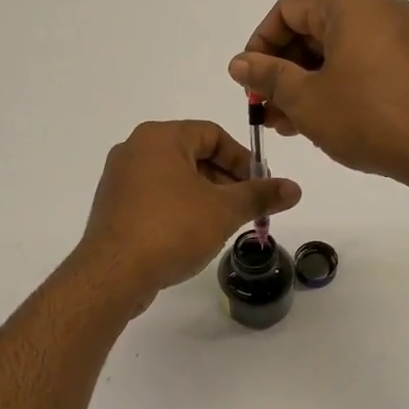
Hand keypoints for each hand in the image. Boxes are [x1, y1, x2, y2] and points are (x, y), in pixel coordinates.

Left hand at [77, 121, 301, 312]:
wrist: (114, 273)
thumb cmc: (172, 229)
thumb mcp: (224, 211)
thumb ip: (260, 195)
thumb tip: (295, 188)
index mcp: (160, 137)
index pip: (212, 135)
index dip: (242, 159)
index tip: (260, 186)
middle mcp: (135, 149)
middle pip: (192, 155)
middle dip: (225, 180)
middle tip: (246, 208)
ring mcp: (119, 179)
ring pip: (174, 178)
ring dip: (204, 196)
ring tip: (223, 224)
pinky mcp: (113, 207)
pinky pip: (154, 198)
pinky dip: (179, 209)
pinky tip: (192, 235)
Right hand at [228, 0, 408, 184]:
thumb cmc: (368, 119)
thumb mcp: (306, 100)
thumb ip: (268, 76)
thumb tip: (238, 62)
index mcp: (350, 8)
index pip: (288, 9)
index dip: (260, 42)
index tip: (249, 80)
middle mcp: (379, 10)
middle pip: (315, 29)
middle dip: (283, 69)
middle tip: (265, 108)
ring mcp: (402, 36)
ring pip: (339, 52)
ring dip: (307, 83)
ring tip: (287, 123)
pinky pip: (364, 64)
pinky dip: (337, 86)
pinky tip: (323, 120)